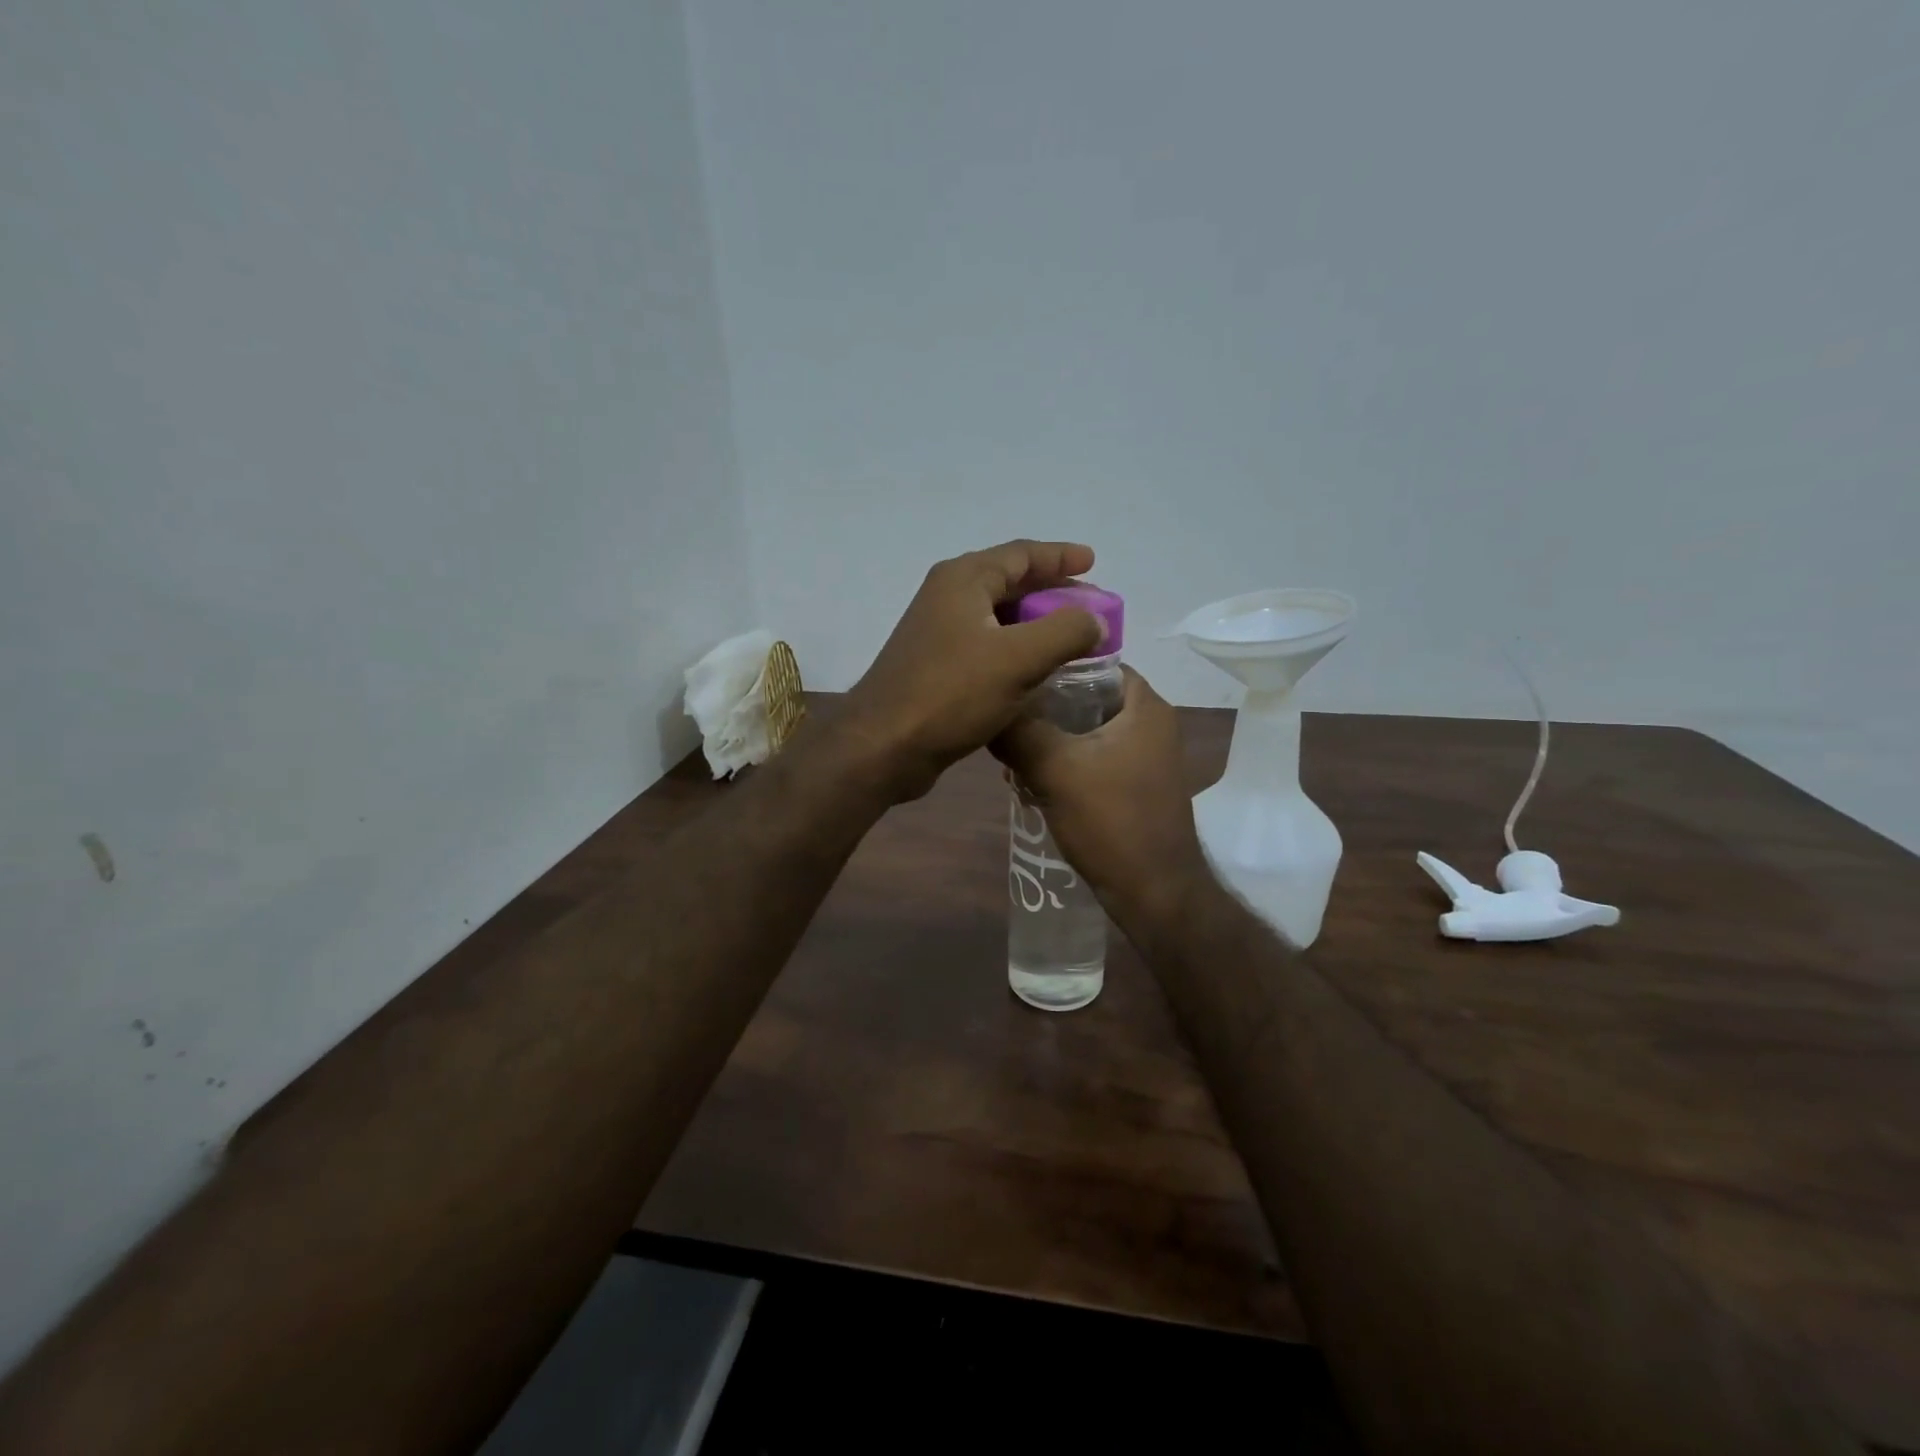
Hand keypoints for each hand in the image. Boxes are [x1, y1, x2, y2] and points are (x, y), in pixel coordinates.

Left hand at [839, 540, 1104, 801]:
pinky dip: (1016, 650)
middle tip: (1090, 607)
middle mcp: (947, 597)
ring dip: (1035, 624)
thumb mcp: (1019, 659)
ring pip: (998, 617)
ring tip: (1071, 639)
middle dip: (1052, 591)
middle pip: (1009, 582)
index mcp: (964, 579)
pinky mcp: (935, 666)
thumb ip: (1066, 631)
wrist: (884, 746)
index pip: (1021, 554)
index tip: (1093, 562)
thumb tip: (1095, 620)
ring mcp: (937, 632)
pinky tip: (1036, 671)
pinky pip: (986, 646)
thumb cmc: (951, 693)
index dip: (1060, 556)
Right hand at [991, 667, 1212, 924]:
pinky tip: (1030, 780)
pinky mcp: (1133, 785)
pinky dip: (1063, 763)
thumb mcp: (1055, 769)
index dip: (1054, 664)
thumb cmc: (1111, 821)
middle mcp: (1150, 724)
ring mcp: (1144, 757)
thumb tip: (986, 709)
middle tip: (1006, 719)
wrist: (1154, 892)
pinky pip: (1091, 759)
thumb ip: (1018, 731)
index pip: (1095, 661)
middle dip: (1044, 709)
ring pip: (1085, 731)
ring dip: (1049, 740)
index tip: (1014, 676)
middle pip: (1086, 697)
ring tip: (1011, 754)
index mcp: (1144, 706)